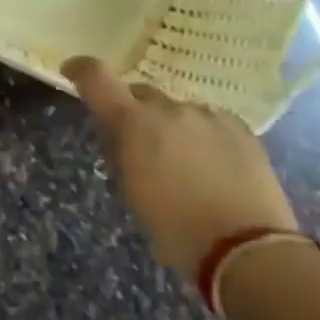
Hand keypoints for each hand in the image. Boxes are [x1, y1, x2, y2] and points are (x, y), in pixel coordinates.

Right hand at [62, 58, 295, 281]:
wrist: (247, 249)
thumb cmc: (176, 228)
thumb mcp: (132, 192)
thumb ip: (122, 153)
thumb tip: (121, 138)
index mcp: (133, 123)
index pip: (96, 78)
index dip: (81, 70)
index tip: (72, 71)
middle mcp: (169, 108)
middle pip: (142, 96)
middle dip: (135, 113)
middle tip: (140, 144)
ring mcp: (208, 115)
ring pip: (179, 111)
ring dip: (172, 127)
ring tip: (183, 162)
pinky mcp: (240, 128)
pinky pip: (210, 122)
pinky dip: (203, 136)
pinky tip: (212, 165)